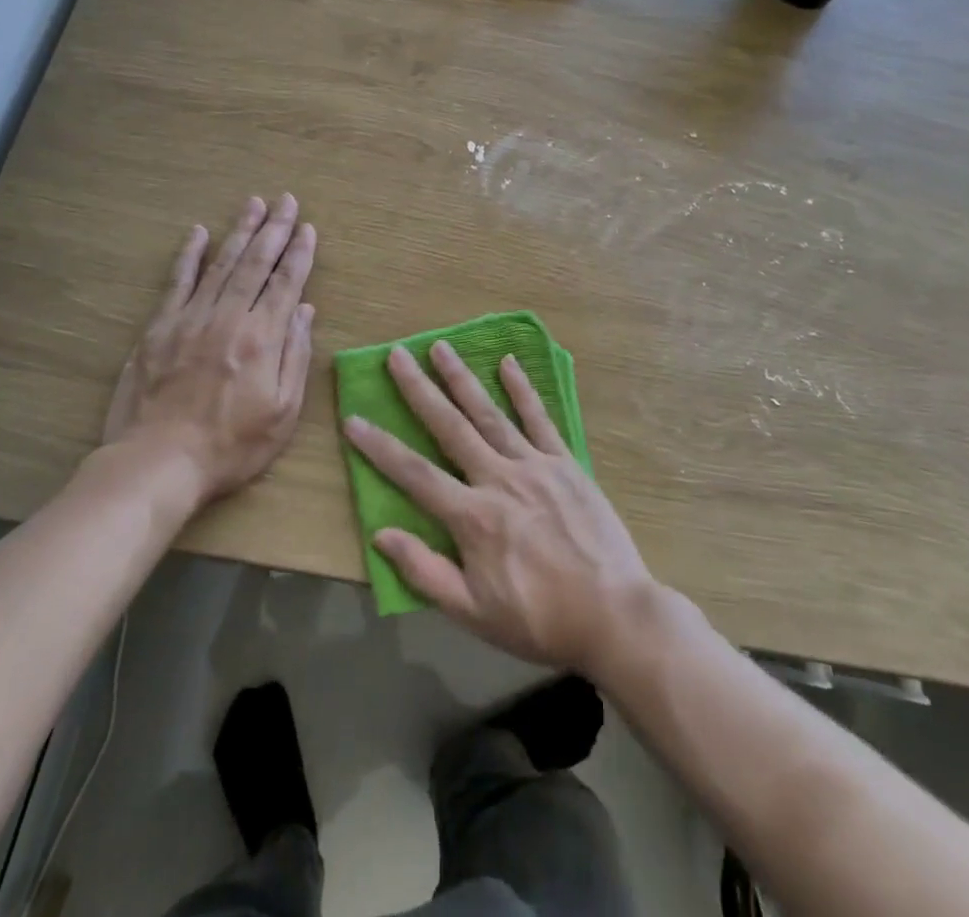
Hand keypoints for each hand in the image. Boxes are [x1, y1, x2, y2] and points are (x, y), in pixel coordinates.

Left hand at [102, 194, 315, 504]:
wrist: (158, 463)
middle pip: (255, 263)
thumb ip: (295, 357)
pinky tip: (198, 233)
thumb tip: (303, 310)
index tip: (308, 227)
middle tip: (286, 200)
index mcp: (262, 338)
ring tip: (254, 204)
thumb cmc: (230, 446)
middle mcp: (228, 318)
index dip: (299, 253)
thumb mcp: (282, 413)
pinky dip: (189, 255)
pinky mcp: (159, 328)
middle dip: (274, 229)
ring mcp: (190, 318)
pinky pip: (177, 282)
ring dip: (240, 231)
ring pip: (221, 264)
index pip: (286, 283)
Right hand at [342, 341, 655, 673]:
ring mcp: (534, 465)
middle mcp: (498, 478)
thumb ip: (425, 571)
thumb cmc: (539, 621)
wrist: (615, 616)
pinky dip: (522, 389)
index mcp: (472, 517)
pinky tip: (508, 363)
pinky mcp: (565, 463)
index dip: (379, 447)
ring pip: (490, 413)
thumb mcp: (473, 613)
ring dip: (462, 378)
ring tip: (441, 347)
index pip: (414, 473)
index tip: (354, 419)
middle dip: (419, 389)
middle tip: (396, 354)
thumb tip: (381, 534)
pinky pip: (540, 419)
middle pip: (450, 426)